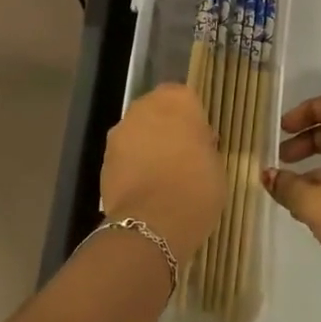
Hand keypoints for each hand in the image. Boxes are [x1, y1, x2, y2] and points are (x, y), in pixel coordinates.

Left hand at [100, 84, 225, 264]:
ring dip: (146, 146)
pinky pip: (124, 156)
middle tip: (181, 156)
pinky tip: (145, 190)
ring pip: (138, 132)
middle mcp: (144, 107)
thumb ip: (204, 146)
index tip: (199, 140)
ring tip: (162, 177)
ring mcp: (120, 132)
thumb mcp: (215, 164)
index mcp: (177, 100)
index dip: (191, 118)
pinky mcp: (104, 159)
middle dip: (166, 129)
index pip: (185, 98)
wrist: (152, 224)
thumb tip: (196, 144)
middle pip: (157, 111)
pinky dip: (132, 167)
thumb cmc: (195, 188)